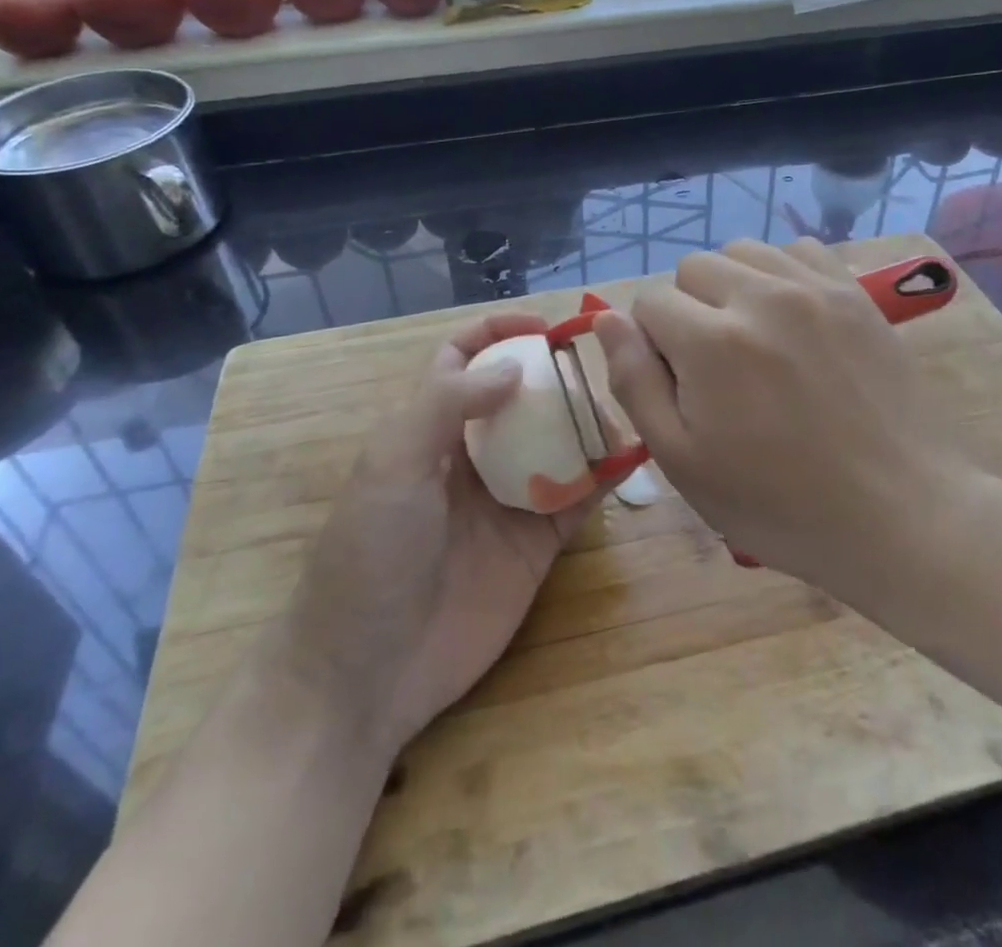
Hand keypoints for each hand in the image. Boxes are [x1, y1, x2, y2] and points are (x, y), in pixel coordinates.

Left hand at [269, 313, 599, 758]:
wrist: (368, 674)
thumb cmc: (371, 552)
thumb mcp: (394, 463)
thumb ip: (450, 403)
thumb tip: (515, 366)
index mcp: (428, 428)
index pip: (462, 359)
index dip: (498, 331)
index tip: (545, 327)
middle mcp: (470, 456)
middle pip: (519, 398)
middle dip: (554, 376)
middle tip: (598, 368)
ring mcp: (506, 500)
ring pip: (554, 443)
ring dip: (586, 423)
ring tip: (621, 408)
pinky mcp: (536, 544)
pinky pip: (577, 499)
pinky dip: (605, 476)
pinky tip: (632, 456)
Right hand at [594, 238, 963, 602]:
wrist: (900, 513)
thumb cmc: (780, 503)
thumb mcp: (683, 462)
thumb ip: (635, 382)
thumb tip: (606, 319)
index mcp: (711, 342)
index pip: (649, 303)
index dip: (652, 344)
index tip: (681, 385)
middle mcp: (760, 296)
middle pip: (693, 268)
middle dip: (688, 310)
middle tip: (716, 367)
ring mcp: (814, 288)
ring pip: (743, 251)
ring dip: (733, 286)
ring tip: (754, 338)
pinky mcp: (855, 292)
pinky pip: (799, 249)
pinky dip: (782, 273)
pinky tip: (793, 318)